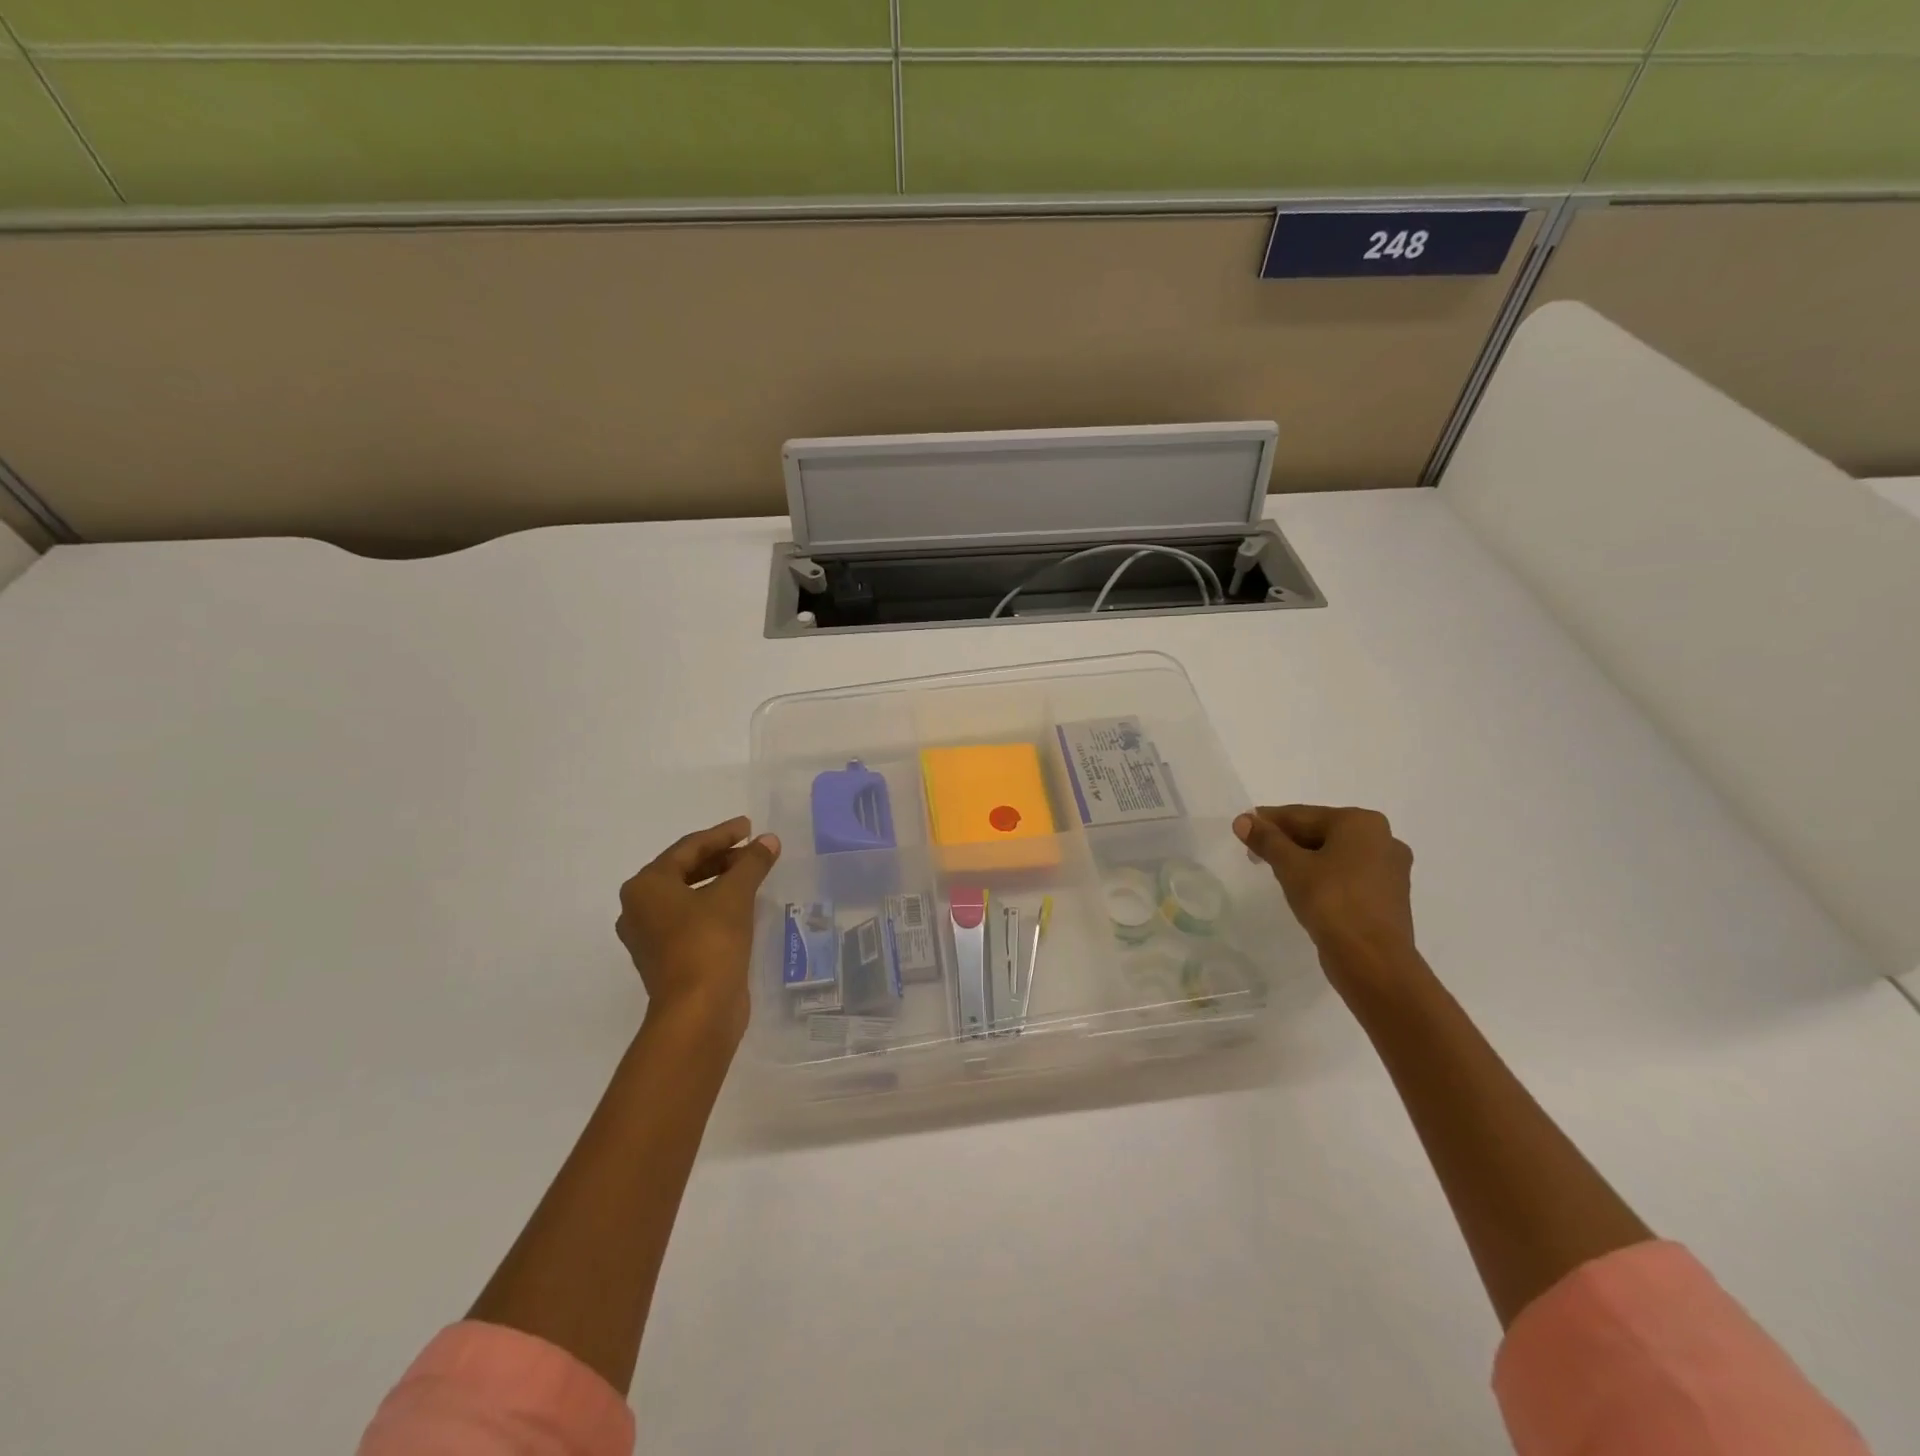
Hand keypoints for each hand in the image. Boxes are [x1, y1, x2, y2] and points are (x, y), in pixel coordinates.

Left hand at [616, 816, 779, 1043]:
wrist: (698, 1012)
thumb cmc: (709, 942)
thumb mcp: (735, 895)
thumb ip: (752, 863)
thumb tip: (769, 841)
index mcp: (646, 886)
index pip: (689, 848)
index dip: (723, 834)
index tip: (750, 827)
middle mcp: (639, 909)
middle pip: (685, 871)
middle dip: (721, 858)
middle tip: (753, 851)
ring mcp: (650, 937)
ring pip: (688, 896)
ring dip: (719, 882)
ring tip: (751, 875)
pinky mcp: (667, 959)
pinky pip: (691, 920)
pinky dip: (714, 906)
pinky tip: (741, 906)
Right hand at [1233, 805, 1420, 995]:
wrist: (1373, 960)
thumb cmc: (1331, 902)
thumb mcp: (1291, 867)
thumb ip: (1266, 840)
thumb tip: (1243, 820)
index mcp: (1361, 822)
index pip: (1302, 815)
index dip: (1268, 821)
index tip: (1242, 827)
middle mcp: (1383, 838)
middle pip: (1321, 832)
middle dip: (1286, 841)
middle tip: (1254, 851)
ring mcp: (1390, 869)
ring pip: (1335, 854)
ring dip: (1304, 859)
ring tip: (1275, 870)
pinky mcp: (1388, 896)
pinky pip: (1347, 875)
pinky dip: (1324, 876)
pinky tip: (1304, 888)